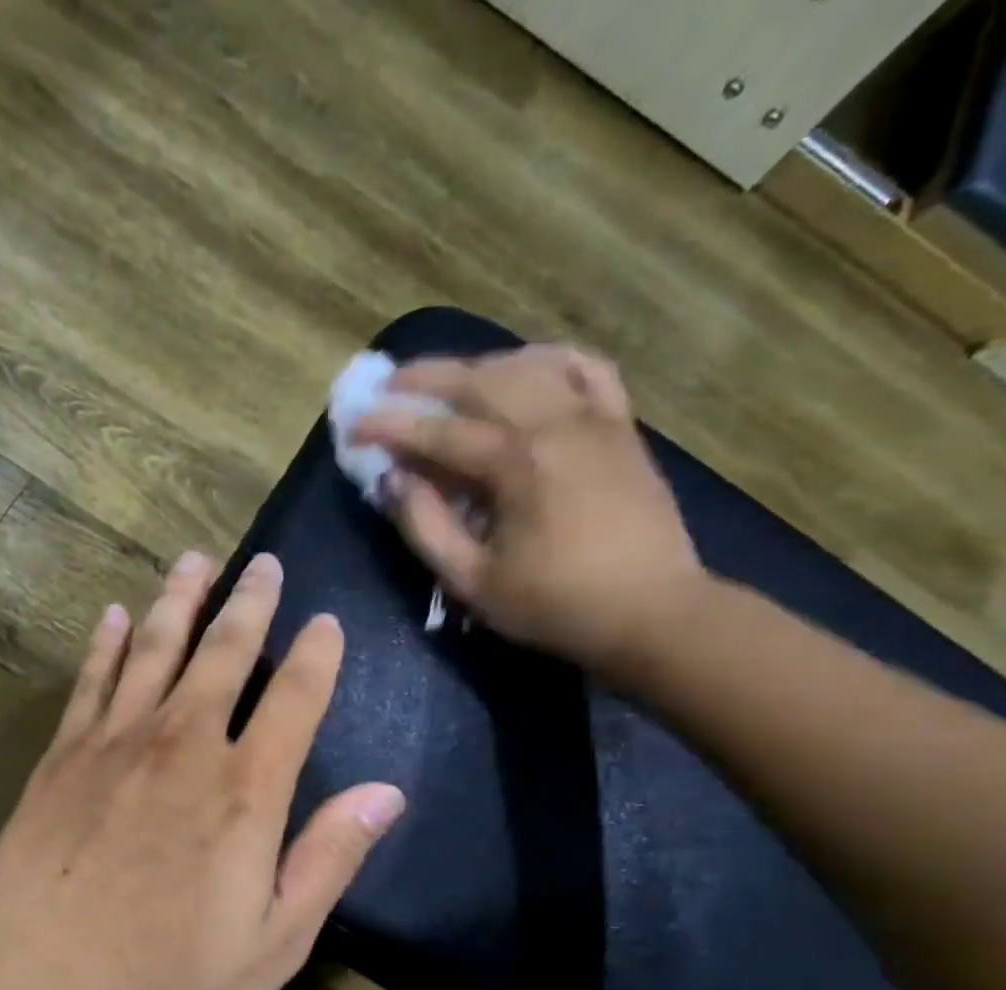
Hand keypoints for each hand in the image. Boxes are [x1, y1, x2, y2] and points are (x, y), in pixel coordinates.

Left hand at [0, 550, 405, 989]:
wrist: (46, 988)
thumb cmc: (171, 978)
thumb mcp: (276, 940)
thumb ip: (329, 858)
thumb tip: (387, 792)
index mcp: (246, 789)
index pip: (295, 698)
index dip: (317, 654)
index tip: (326, 619)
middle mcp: (184, 745)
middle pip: (224, 653)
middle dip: (249, 603)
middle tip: (262, 563)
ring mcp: (117, 743)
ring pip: (154, 648)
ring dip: (178, 600)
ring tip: (194, 560)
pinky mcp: (64, 755)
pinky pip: (90, 681)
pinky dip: (104, 644)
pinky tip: (112, 615)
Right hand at [355, 345, 706, 677]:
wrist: (652, 612)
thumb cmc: (555, 606)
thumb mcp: (473, 581)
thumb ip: (426, 526)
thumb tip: (393, 481)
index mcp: (516, 463)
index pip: (438, 431)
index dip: (390, 425)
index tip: (354, 424)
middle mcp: (555, 424)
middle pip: (481, 380)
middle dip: (426, 377)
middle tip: (388, 385)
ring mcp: (595, 418)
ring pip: (529, 365)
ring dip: (478, 366)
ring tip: (445, 381)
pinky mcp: (622, 427)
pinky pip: (587, 369)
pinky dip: (549, 360)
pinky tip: (526, 367)